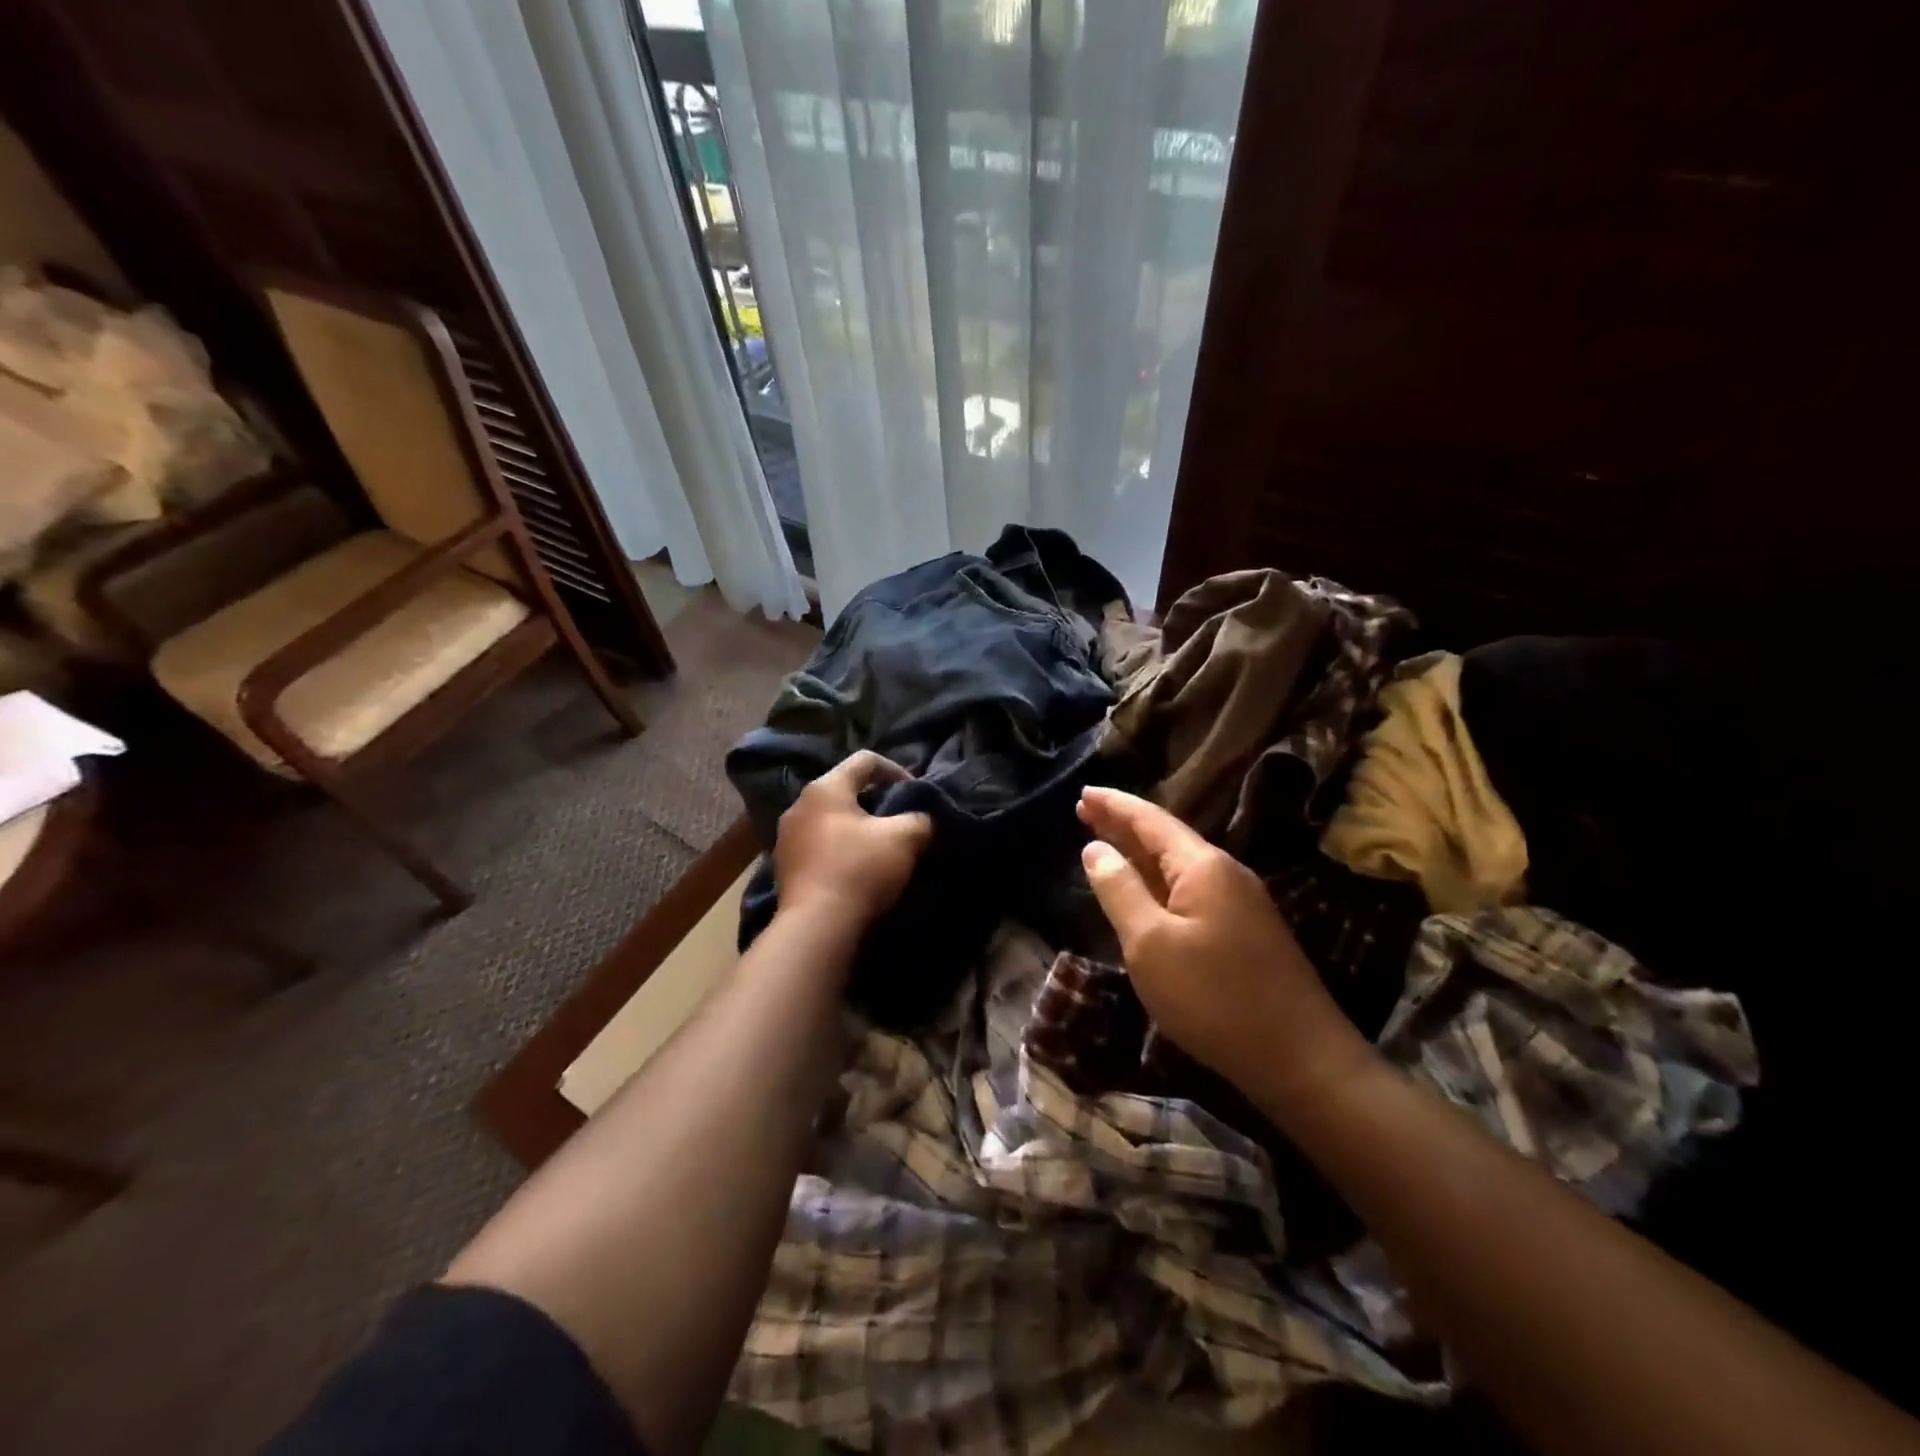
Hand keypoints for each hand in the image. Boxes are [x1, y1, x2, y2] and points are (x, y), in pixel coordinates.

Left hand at [773, 751, 932, 928]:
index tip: (916, 794)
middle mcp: (799, 805)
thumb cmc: (860, 870)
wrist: (816, 927)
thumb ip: (920, 818)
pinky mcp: (785, 867)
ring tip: (881, 847)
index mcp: (825, 788)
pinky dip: (841, 849)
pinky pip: (819, 845)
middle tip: (901, 820)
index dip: (897, 770)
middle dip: (877, 801)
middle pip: (846, 789)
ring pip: (831, 819)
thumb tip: (923, 819)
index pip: (865, 760)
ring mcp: (787, 837)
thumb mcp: (905, 838)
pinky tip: (857, 869)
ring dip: (858, 827)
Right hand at [1077, 787, 1377, 1114]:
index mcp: (1203, 866)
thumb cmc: (1214, 998)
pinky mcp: (1244, 931)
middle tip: (1084, 811)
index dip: (1114, 805)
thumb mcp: (1150, 944)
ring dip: (1140, 852)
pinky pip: (1191, 889)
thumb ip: (1120, 891)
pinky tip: (1146, 890)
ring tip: (1106, 841)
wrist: (1301, 1059)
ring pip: (1178, 865)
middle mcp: (1225, 873)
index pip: (1151, 820)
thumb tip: (1095, 849)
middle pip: (1166, 837)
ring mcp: (1240, 902)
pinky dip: (1158, 880)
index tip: (1082, 792)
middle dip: (1124, 823)